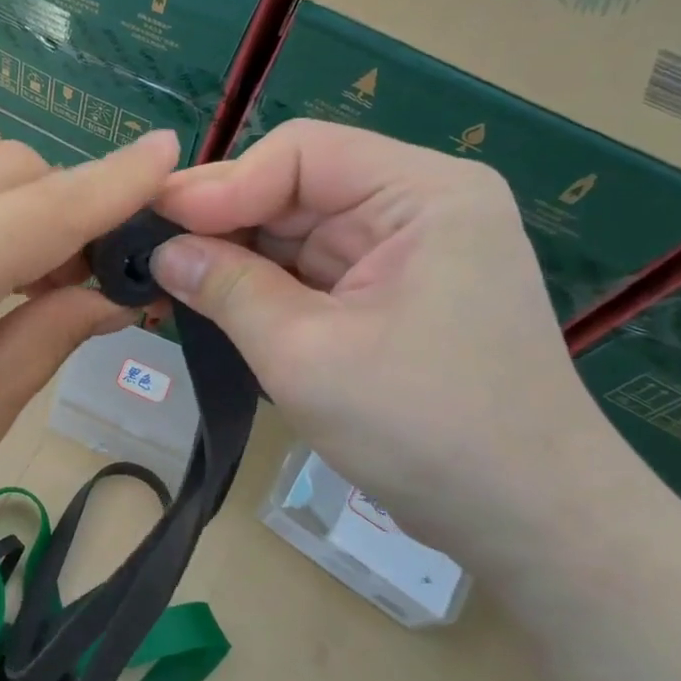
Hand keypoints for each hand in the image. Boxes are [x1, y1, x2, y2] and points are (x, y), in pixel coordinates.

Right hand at [151, 121, 619, 569]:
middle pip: (296, 188)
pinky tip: (212, 301)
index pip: (300, 154)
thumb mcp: (307, 355)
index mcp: (423, 194)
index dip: (222, 184)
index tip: (157, 223)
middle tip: (147, 251)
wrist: (533, 527)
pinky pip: (309, 271)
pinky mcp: (390, 295)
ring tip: (166, 279)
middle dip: (222, 222)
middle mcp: (417, 207)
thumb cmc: (427, 430)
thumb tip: (161, 252)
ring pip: (295, 232)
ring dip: (234, 257)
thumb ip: (227, 289)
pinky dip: (260, 287)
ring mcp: (405, 253)